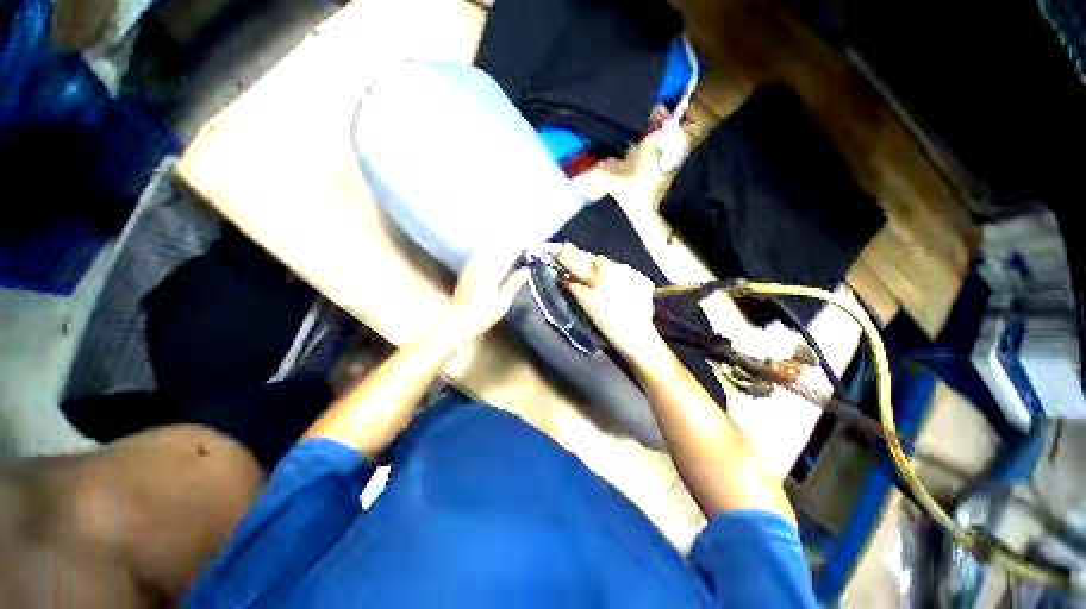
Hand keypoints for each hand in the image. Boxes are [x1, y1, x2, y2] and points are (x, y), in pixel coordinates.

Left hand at [434, 245, 529, 349]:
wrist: (457, 321)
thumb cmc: (483, 316)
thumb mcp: (502, 303)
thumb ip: (514, 284)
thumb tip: (526, 270)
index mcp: (492, 274)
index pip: (508, 254)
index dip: (518, 245)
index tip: (529, 239)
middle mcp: (481, 266)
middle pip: (498, 248)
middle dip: (510, 240)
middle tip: (522, 234)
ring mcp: (472, 266)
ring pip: (488, 247)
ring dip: (499, 241)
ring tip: (510, 235)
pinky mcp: (467, 269)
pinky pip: (480, 251)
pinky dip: (489, 246)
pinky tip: (492, 244)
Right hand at [556, 243, 664, 359]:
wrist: (634, 335)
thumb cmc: (606, 318)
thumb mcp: (585, 302)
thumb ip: (573, 286)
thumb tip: (564, 277)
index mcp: (607, 268)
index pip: (593, 259)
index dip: (585, 265)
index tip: (581, 276)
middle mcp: (624, 266)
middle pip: (607, 264)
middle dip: (599, 272)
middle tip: (594, 288)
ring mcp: (637, 275)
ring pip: (619, 271)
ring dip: (612, 278)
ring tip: (609, 294)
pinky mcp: (646, 284)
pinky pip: (631, 278)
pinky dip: (625, 284)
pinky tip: (623, 297)